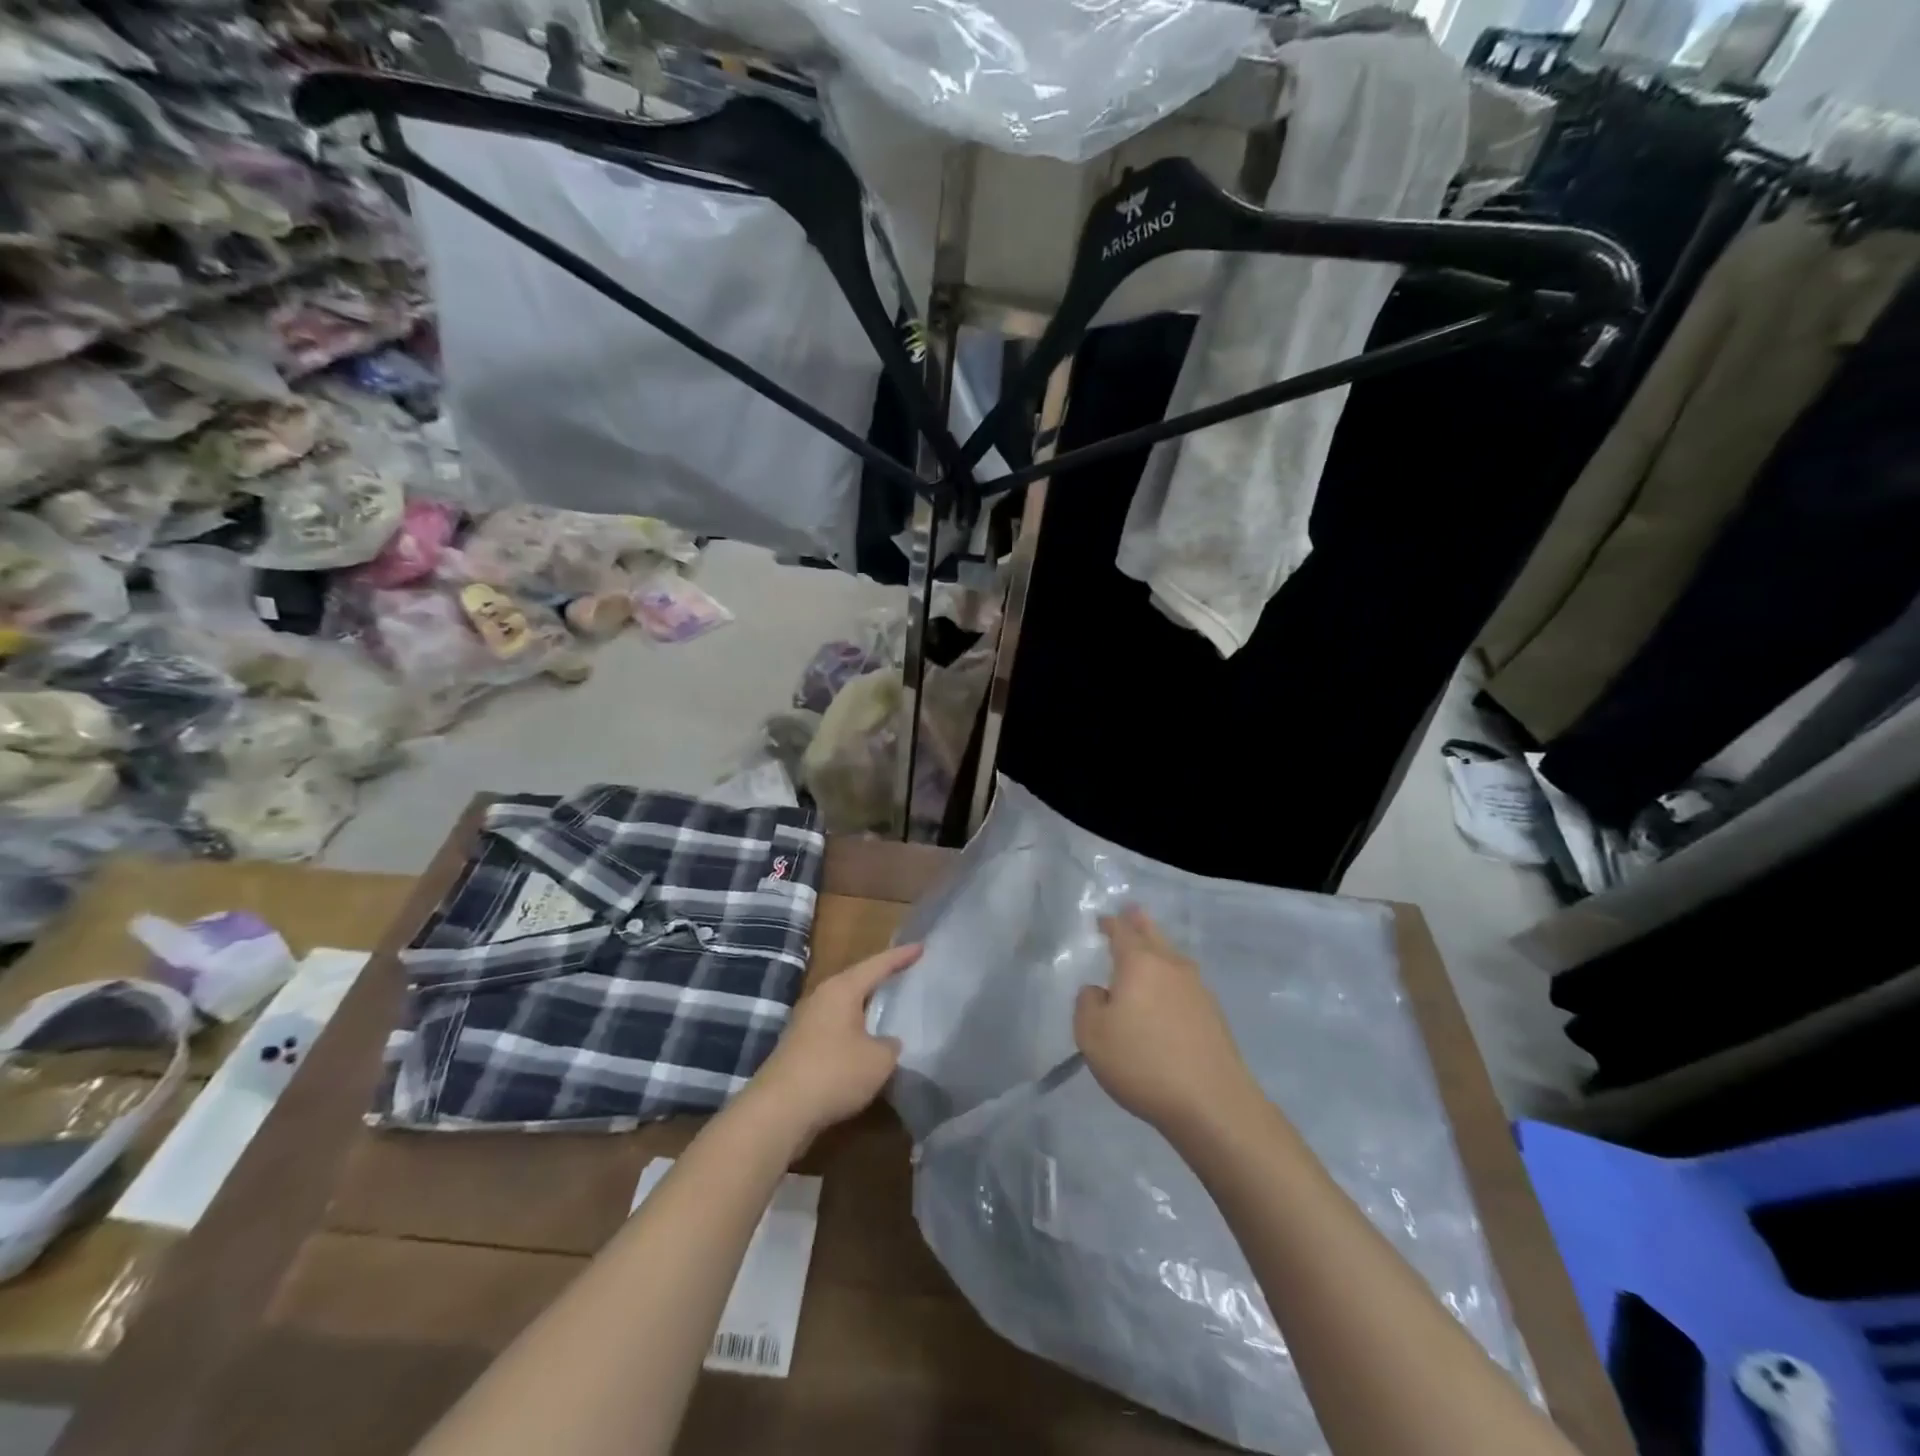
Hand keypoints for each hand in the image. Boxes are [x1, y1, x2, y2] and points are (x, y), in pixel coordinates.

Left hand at [751, 943, 919, 1138]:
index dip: (902, 956)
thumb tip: (887, 1042)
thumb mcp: (879, 1060)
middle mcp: (821, 997)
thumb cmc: (834, 1073)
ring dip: (866, 1007)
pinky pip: (835, 1028)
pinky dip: (854, 1029)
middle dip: (881, 977)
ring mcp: (806, 1022)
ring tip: (889, 1006)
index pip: (878, 965)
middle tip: (906, 973)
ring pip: (844, 1006)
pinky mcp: (799, 1047)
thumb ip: (890, 1045)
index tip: (922, 946)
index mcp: (842, 989)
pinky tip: (865, 1042)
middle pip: (857, 980)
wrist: (778, 1111)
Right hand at [1074, 906, 1258, 1137]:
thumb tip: (1099, 992)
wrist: (1211, 1103)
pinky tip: (1167, 994)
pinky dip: (1171, 979)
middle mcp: (1171, 966)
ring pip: (1173, 957)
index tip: (1103, 920)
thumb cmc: (1142, 1062)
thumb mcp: (1092, 1035)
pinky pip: (1185, 983)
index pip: (1122, 932)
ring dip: (1159, 949)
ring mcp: (1198, 990)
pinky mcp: (1213, 1016)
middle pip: (1154, 935)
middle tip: (1132, 912)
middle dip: (1140, 923)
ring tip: (1149, 950)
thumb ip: (1087, 1005)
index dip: (1111, 924)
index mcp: (1139, 963)